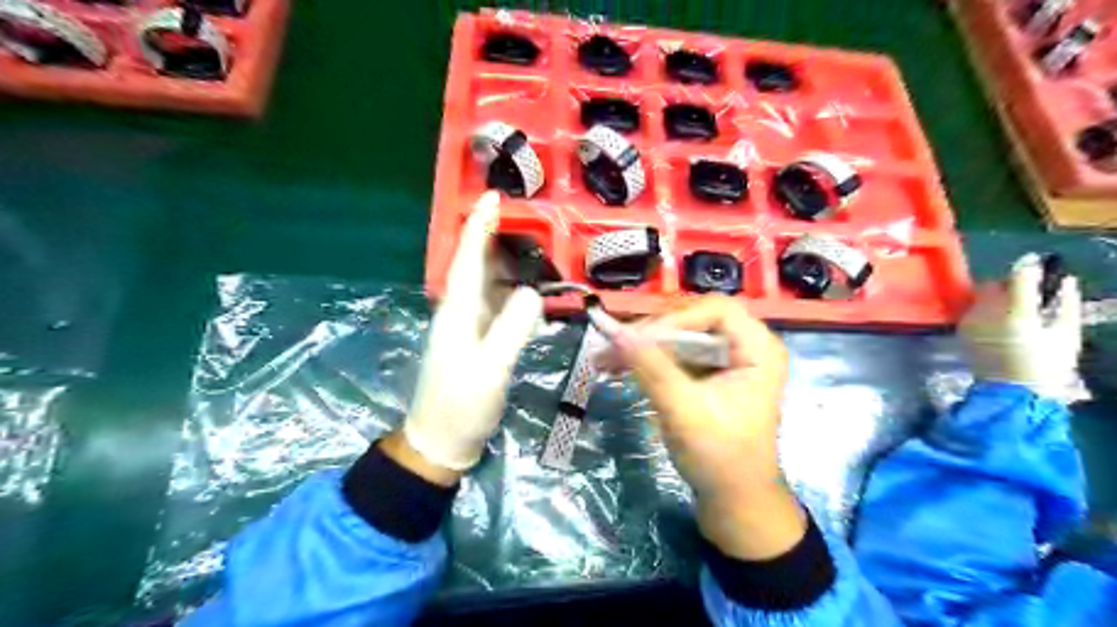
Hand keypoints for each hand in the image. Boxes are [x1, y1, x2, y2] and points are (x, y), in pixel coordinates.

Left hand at [401, 193, 545, 473]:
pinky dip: (515, 295)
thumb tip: (533, 292)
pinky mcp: (478, 342)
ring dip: (510, 266)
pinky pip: (498, 307)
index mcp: (458, 311)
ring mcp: (468, 328)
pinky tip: (533, 295)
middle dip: (499, 239)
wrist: (442, 441)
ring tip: (539, 252)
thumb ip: (512, 328)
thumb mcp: (490, 368)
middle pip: (479, 266)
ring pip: (490, 285)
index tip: (492, 196)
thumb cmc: (461, 405)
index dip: (479, 226)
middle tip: (532, 221)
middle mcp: (460, 312)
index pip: (469, 258)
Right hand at [610, 296, 802, 559]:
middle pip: (694, 319)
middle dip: (652, 332)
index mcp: (758, 349)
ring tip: (605, 358)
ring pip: (680, 335)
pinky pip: (676, 353)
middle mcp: (746, 345)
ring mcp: (727, 359)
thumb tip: (616, 332)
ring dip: (643, 345)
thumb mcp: (685, 412)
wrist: (735, 501)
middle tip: (614, 345)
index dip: (675, 318)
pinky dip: (648, 359)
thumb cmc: (721, 458)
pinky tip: (619, 367)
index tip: (637, 339)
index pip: (716, 310)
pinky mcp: (710, 373)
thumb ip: (652, 368)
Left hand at [961, 253, 1081, 400]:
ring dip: (998, 294)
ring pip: (982, 294)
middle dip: (1012, 283)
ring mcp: (970, 321)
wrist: (1010, 392)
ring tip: (1014, 307)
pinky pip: (974, 308)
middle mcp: (987, 313)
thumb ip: (1066, 303)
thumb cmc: (1046, 366)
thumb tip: (1066, 280)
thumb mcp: (1066, 335)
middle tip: (1028, 291)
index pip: (1019, 277)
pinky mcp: (961, 328)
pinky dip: (987, 307)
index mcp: (1016, 315)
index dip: (1029, 265)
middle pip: (996, 283)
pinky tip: (1000, 319)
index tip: (1038, 260)